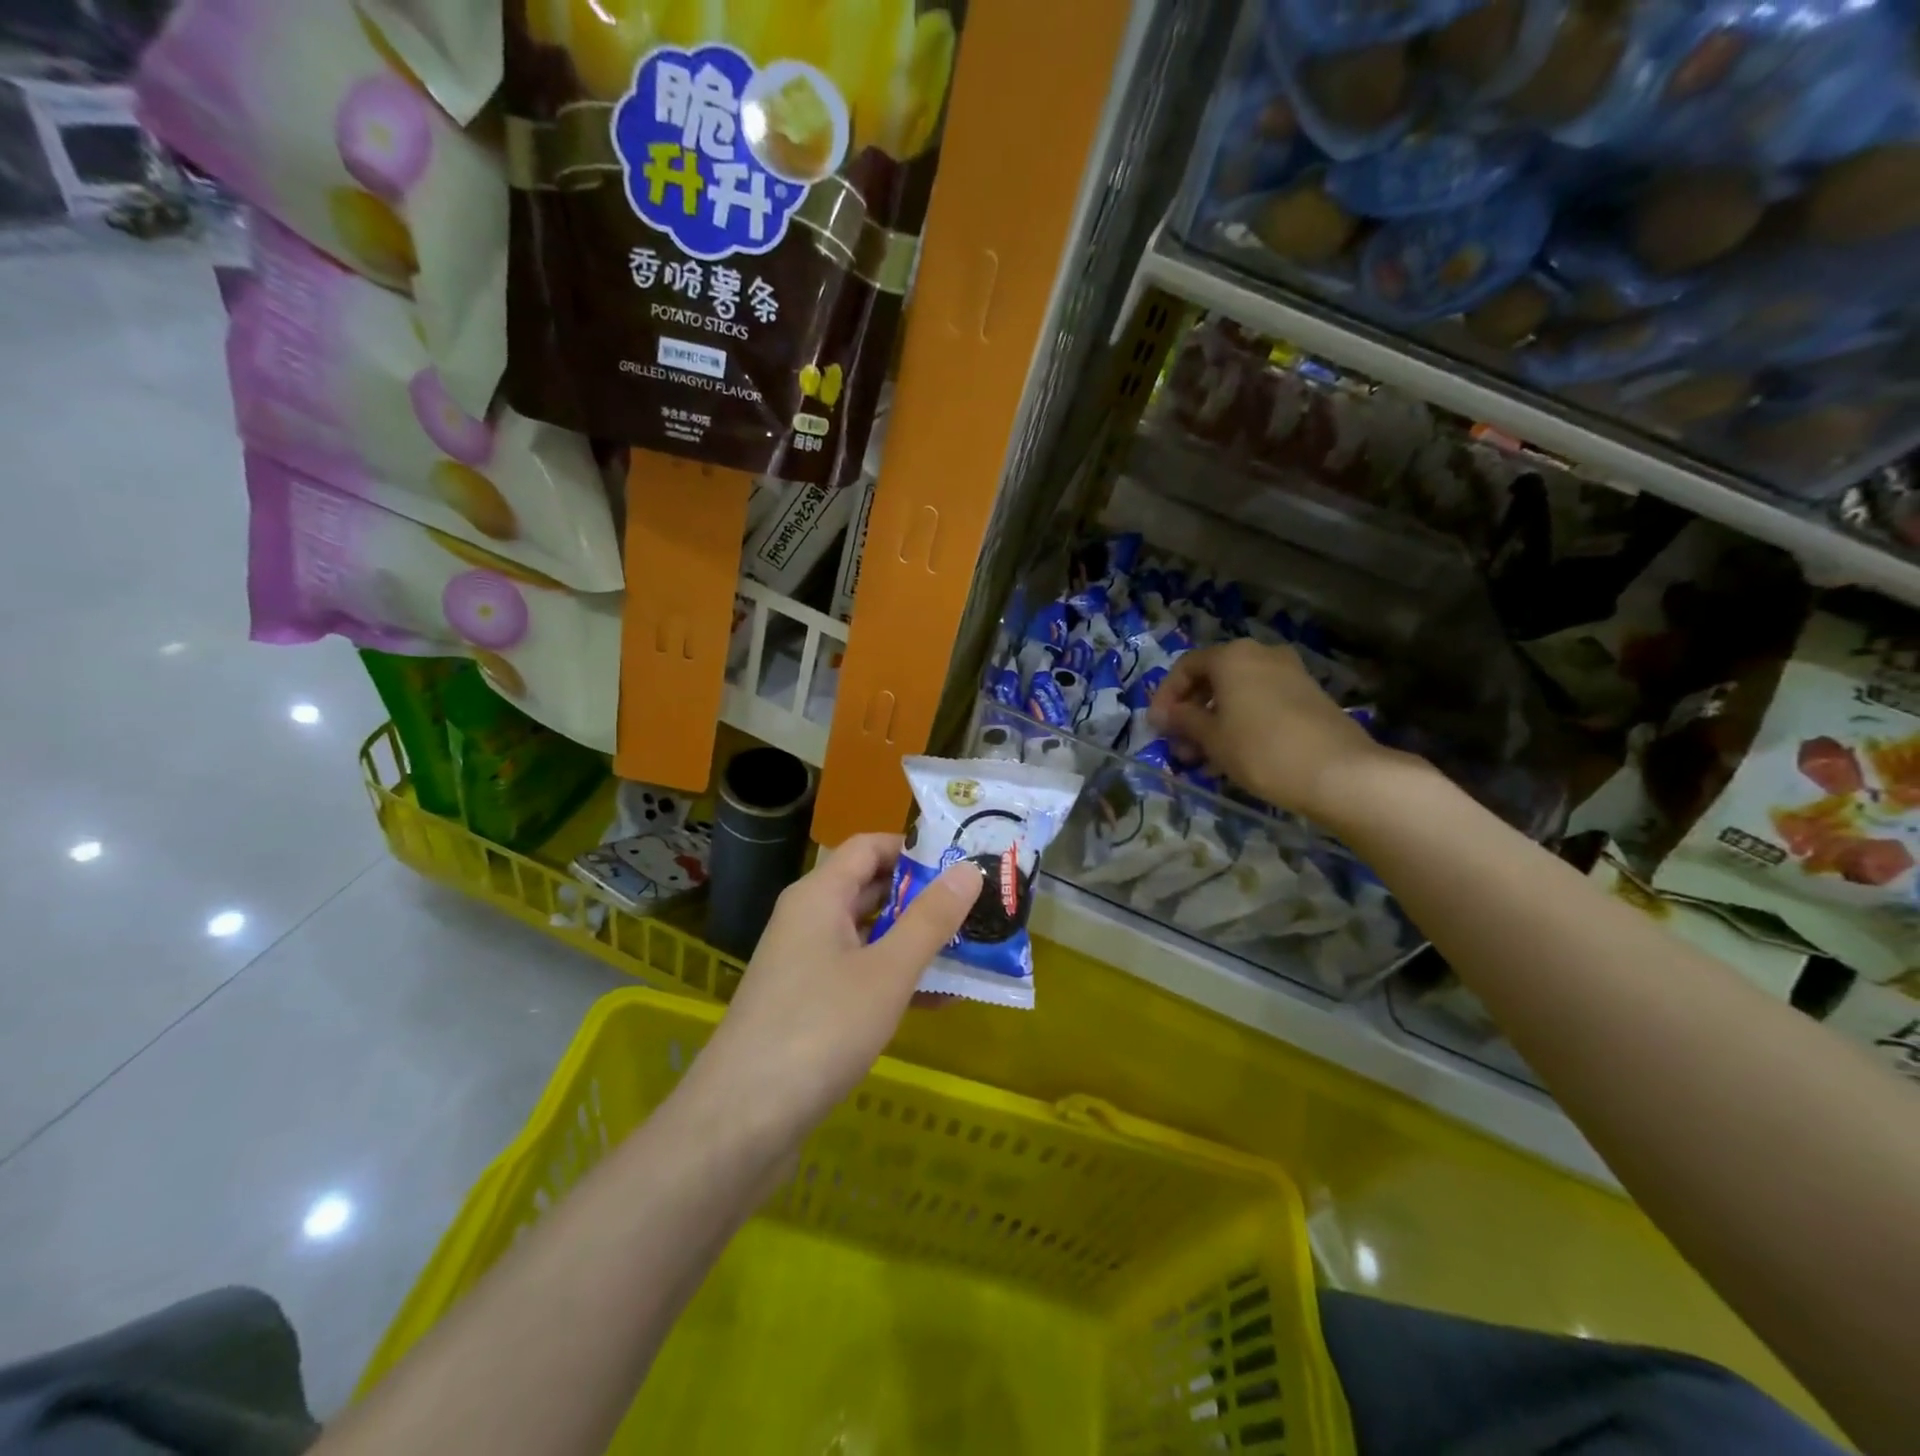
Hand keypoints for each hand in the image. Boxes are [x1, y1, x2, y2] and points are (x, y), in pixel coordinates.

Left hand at [688, 833, 980, 1140]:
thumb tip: (969, 870)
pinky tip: (939, 1001)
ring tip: (971, 950)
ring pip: (869, 936)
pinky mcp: (807, 1006)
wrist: (740, 1123)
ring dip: (915, 941)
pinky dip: (896, 980)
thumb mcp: (887, 972)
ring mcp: (805, 965)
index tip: (963, 862)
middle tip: (978, 905)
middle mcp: (808, 920)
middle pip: (871, 889)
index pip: (869, 847)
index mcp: (819, 896)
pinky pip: (859, 975)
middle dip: (924, 897)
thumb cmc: (819, 1030)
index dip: (915, 848)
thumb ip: (930, 919)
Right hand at [1149, 639, 1399, 820]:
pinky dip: (1241, 724)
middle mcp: (1261, 655)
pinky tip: (1234, 757)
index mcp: (1233, 656)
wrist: (1339, 772)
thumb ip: (1183, 720)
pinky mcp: (1308, 697)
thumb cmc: (1260, 749)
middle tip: (1180, 748)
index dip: (1165, 697)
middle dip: (1191, 714)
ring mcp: (1289, 674)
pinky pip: (1261, 704)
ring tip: (1203, 761)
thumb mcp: (1211, 738)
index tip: (1157, 728)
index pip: (1186, 667)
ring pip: (1238, 694)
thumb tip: (1166, 714)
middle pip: (1213, 679)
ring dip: (1214, 723)